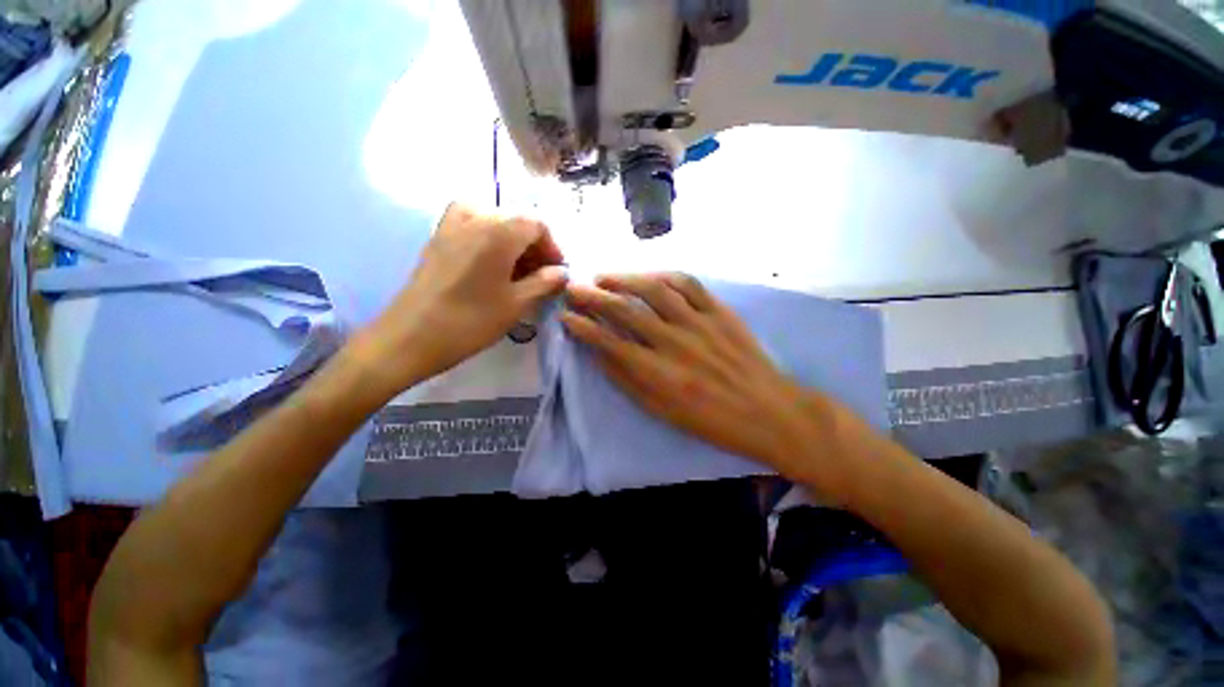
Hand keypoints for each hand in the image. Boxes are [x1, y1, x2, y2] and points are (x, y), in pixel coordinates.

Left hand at [354, 204, 566, 394]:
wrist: (411, 337)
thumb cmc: (470, 321)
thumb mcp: (517, 304)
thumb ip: (544, 283)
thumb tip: (562, 273)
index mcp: (498, 232)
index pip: (537, 224)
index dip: (552, 246)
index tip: (556, 272)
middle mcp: (475, 218)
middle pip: (516, 219)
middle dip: (533, 245)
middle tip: (540, 274)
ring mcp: (451, 225)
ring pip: (493, 218)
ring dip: (512, 239)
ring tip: (516, 267)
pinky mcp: (437, 238)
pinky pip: (468, 220)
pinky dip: (485, 232)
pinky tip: (488, 257)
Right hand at [561, 273, 838, 481]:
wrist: (768, 411)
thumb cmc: (711, 421)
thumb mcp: (662, 412)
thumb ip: (628, 381)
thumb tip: (600, 354)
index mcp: (659, 373)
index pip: (609, 342)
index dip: (583, 327)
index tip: (566, 316)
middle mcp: (675, 342)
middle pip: (626, 310)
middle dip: (594, 297)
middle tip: (575, 288)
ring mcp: (699, 322)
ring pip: (654, 290)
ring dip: (625, 279)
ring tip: (604, 277)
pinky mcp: (720, 312)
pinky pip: (689, 284)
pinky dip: (664, 275)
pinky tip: (649, 276)